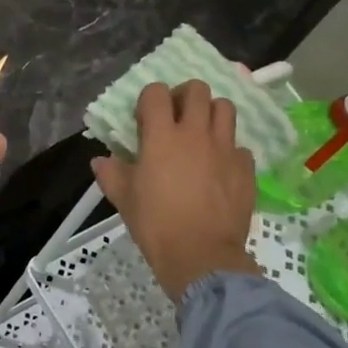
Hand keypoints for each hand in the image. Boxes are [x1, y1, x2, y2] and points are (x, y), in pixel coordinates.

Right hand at [91, 80, 256, 301]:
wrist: (201, 257)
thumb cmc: (156, 224)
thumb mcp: (124, 199)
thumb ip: (111, 173)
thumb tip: (101, 160)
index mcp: (162, 136)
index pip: (156, 92)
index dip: (149, 99)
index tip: (145, 119)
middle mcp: (196, 133)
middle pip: (197, 89)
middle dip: (184, 96)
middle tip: (176, 117)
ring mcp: (225, 149)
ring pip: (225, 108)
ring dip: (211, 114)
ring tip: (202, 133)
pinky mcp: (246, 168)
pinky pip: (240, 146)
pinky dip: (229, 150)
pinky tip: (220, 168)